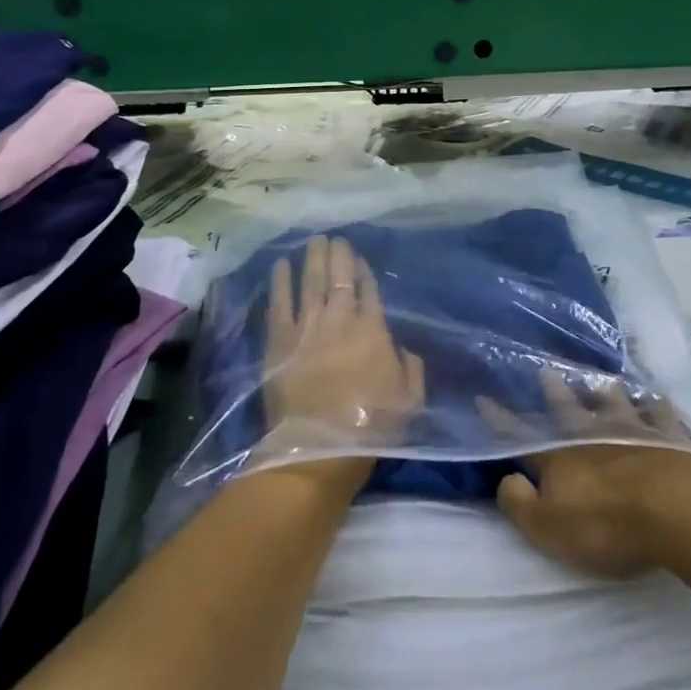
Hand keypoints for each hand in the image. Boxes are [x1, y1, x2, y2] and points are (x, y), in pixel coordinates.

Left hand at [257, 235, 425, 470]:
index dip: (363, 271)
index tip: (358, 257)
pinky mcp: (279, 341)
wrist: (319, 451)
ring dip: (312, 259)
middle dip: (338, 255)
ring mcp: (306, 328)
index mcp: (372, 330)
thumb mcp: (410, 399)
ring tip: (314, 240)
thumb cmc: (370, 428)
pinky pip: (279, 303)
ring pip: (310, 282)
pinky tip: (281, 265)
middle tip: (334, 238)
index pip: (368, 290)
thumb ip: (411, 367)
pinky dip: (281, 281)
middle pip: (338, 278)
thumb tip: (404, 348)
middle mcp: (339, 320)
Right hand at [482, 369, 690, 579]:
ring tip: (605, 379)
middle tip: (547, 370)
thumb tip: (506, 479)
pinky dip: (658, 406)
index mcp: (559, 456)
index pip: (521, 435)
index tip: (484, 397)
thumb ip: (520, 504)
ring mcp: (632, 431)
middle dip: (556, 392)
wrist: (672, 507)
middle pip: (569, 408)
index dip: (501, 419)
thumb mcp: (548, 527)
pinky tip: (659, 398)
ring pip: (615, 403)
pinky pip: (661, 416)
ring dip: (607, 392)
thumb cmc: (605, 523)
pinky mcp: (668, 439)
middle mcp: (592, 434)